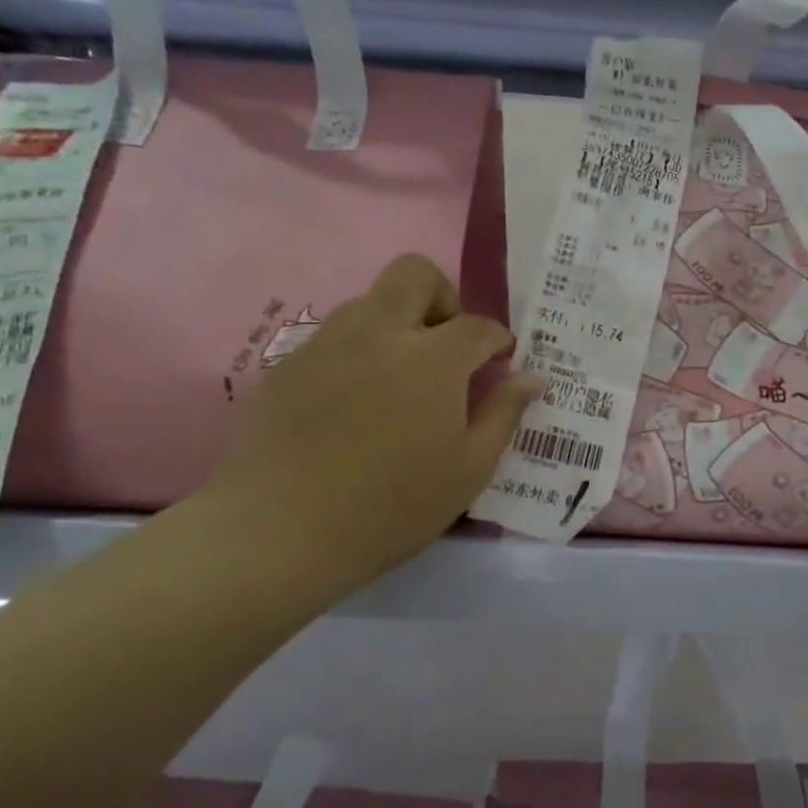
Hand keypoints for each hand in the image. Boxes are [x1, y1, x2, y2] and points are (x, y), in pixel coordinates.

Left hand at [197, 255, 541, 592]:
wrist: (276, 533)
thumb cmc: (391, 507)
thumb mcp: (468, 470)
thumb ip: (504, 414)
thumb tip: (532, 377)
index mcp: (432, 358)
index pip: (477, 325)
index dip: (496, 339)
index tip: (500, 361)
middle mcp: (379, 333)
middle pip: (415, 274)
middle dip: (443, 298)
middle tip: (447, 348)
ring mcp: (326, 344)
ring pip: (369, 301)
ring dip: (398, 323)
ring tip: (401, 380)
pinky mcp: (286, 366)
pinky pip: (333, 338)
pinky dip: (358, 353)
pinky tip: (354, 405)